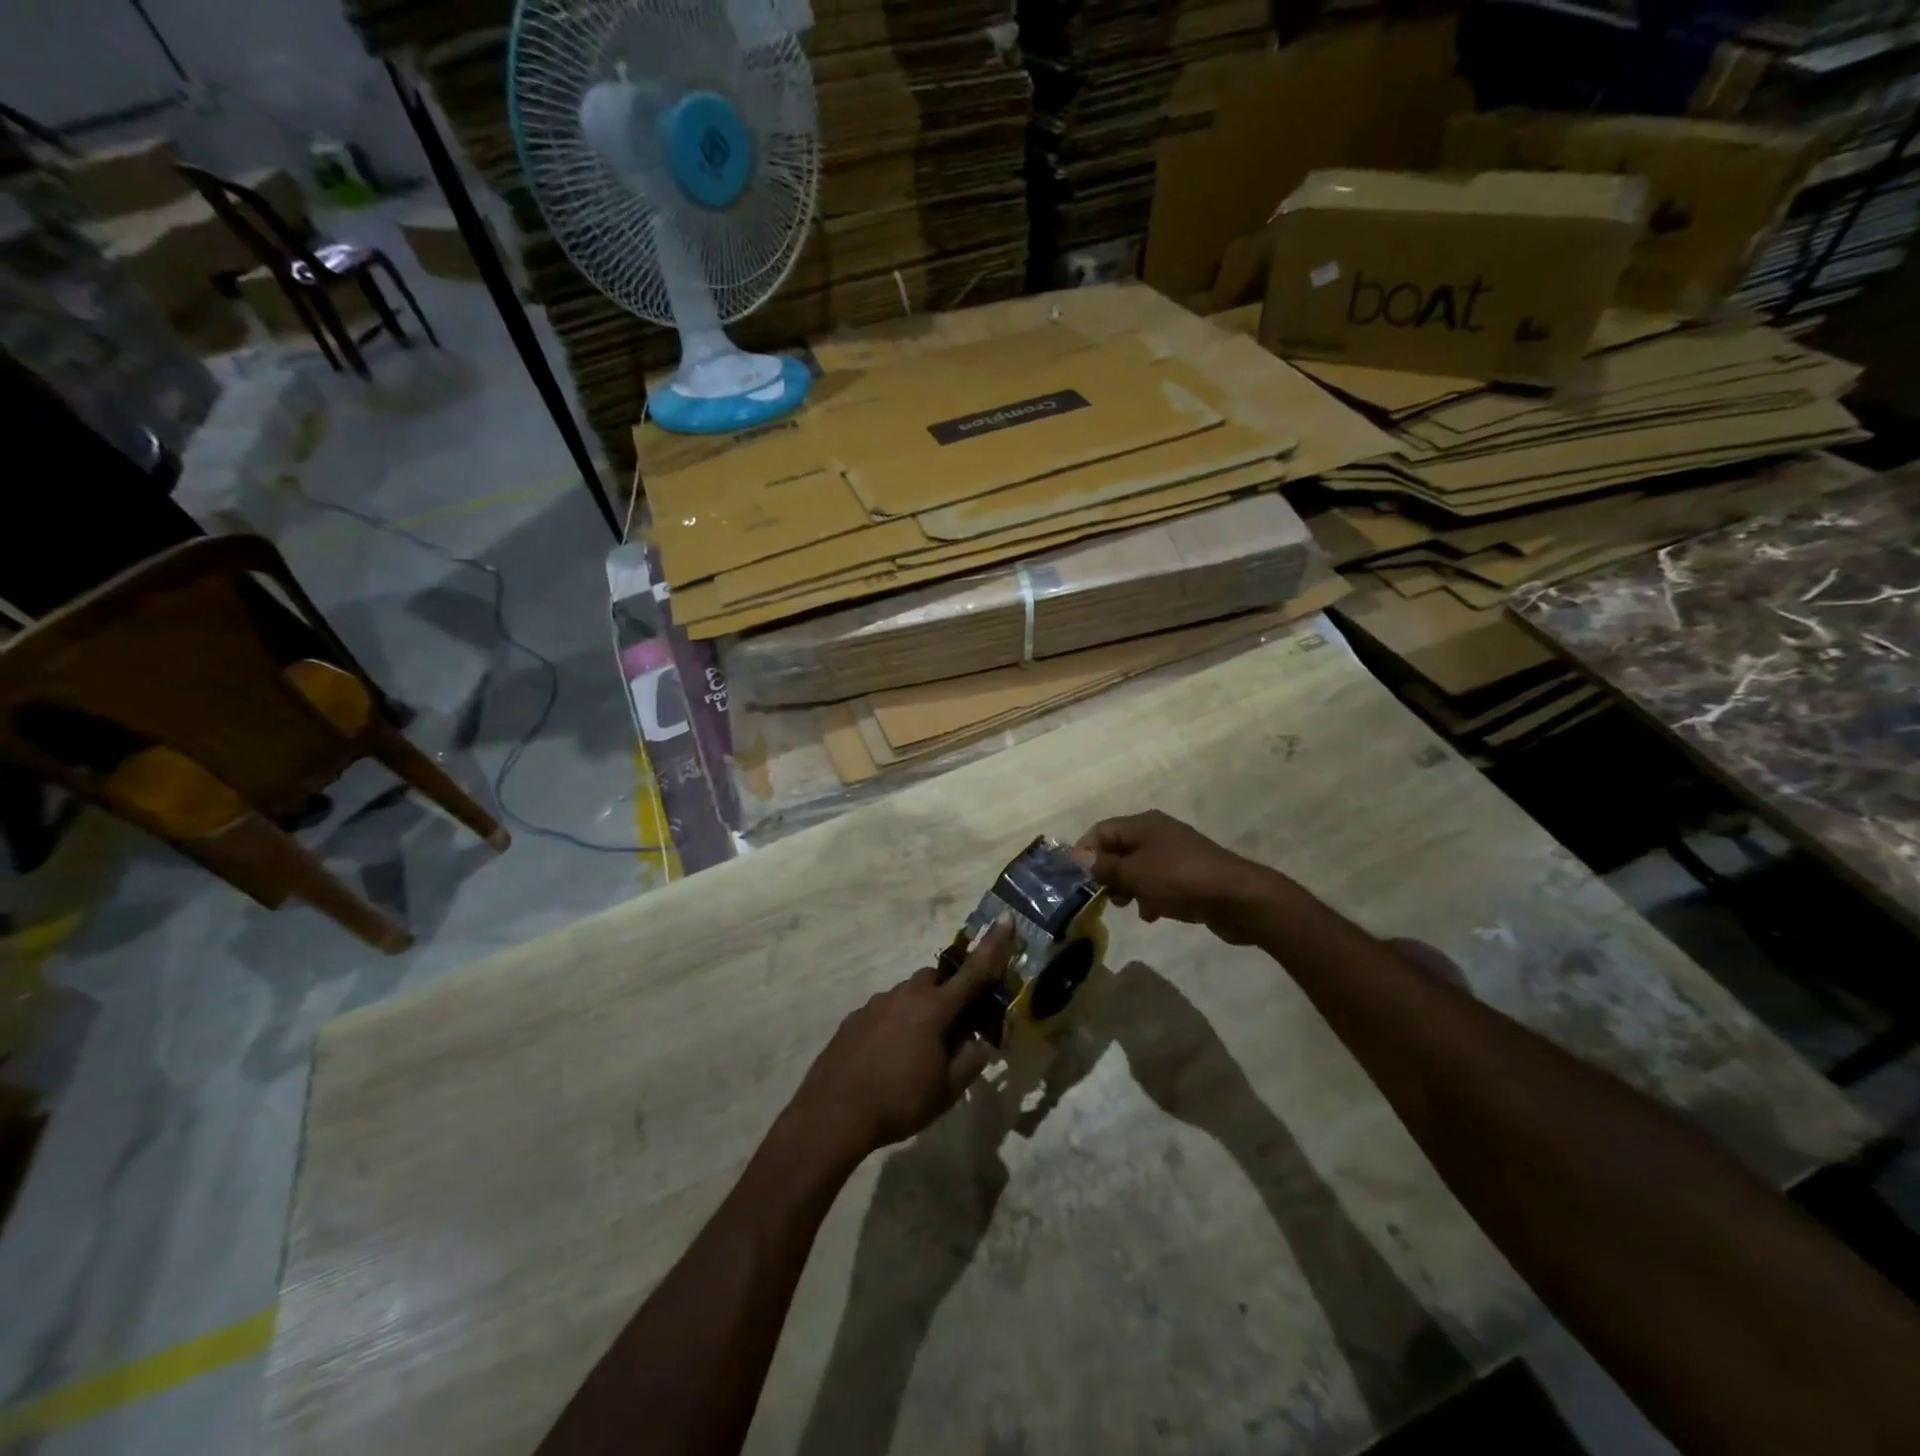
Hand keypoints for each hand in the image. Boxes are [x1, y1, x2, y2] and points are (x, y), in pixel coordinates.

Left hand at [788, 917, 1013, 1162]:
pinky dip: (893, 1023)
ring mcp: (874, 1004)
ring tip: (916, 1049)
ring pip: (906, 994)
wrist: (833, 1114)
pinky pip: (883, 1011)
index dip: (993, 947)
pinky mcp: (853, 1019)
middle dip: (947, 991)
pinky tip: (887, 1056)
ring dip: (919, 1009)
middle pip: (934, 978)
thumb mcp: (946, 1091)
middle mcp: (904, 996)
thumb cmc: (899, 1101)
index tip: (1005, 918)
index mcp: (933, 1009)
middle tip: (952, 1024)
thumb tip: (981, 1042)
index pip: (972, 973)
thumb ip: (970, 1061)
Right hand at [1075, 810, 1275, 943]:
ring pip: (1137, 867)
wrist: (1239, 899)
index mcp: (1143, 824)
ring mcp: (1175, 854)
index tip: (1077, 881)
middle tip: (1104, 897)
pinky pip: (1158, 882)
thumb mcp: (1135, 874)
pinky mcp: (1189, 875)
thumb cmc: (1180, 880)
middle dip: (1106, 873)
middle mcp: (1157, 833)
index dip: (1085, 853)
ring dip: (1128, 887)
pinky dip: (1150, 895)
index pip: (1101, 831)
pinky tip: (1151, 914)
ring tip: (1128, 907)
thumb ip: (1105, 867)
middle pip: (1118, 849)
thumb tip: (1081, 858)